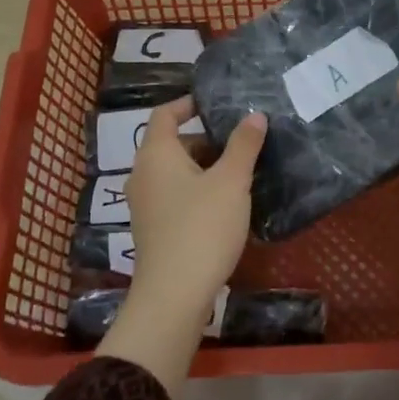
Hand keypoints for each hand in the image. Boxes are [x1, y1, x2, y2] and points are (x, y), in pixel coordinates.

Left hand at [98, 97, 265, 394]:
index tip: (217, 103)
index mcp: (156, 154)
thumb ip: (243, 145)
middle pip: (173, 143)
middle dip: (207, 139)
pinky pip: (176, 195)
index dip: (189, 103)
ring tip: (242, 171)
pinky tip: (227, 203)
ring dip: (205, 167)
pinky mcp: (153, 229)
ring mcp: (145, 204)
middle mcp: (143, 174)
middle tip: (242, 140)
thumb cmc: (202, 227)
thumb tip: (254, 115)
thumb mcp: (231, 182)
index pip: (166, 114)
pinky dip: (198, 190)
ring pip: (176, 172)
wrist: (173, 296)